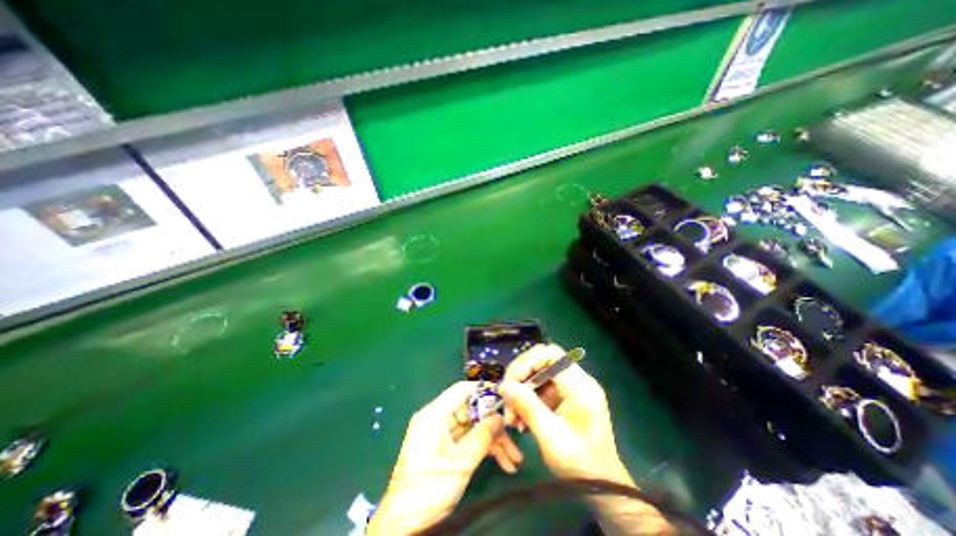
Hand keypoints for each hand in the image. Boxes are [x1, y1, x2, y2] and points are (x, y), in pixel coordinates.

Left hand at [367, 381, 514, 534]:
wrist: (404, 524)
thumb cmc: (428, 491)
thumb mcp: (459, 464)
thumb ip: (481, 437)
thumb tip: (500, 417)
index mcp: (434, 415)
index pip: (461, 390)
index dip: (483, 390)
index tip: (504, 396)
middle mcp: (438, 418)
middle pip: (472, 410)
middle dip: (494, 423)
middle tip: (514, 432)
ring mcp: (443, 432)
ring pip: (474, 426)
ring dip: (494, 440)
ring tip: (514, 458)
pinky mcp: (447, 445)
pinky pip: (470, 438)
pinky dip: (485, 448)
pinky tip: (504, 461)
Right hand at [501, 347, 671, 535]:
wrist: (603, 489)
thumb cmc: (581, 464)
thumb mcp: (551, 436)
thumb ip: (527, 407)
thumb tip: (504, 385)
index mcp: (580, 385)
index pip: (550, 354)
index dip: (527, 362)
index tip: (510, 381)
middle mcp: (577, 380)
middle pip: (542, 362)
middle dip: (521, 378)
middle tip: (506, 396)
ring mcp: (572, 389)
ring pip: (538, 376)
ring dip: (522, 392)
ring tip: (511, 417)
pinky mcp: (566, 398)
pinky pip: (541, 389)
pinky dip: (528, 400)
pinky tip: (520, 419)